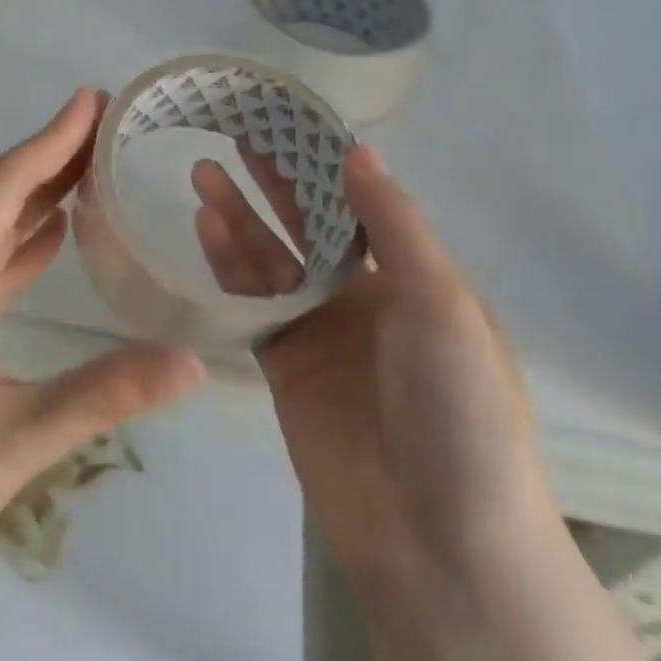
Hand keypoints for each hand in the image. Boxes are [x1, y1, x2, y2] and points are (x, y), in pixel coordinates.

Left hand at [0, 89, 206, 604]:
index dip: (48, 141)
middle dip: (47, 158)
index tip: (90, 101)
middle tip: (101, 126)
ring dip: (33, 199)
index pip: (1, 190)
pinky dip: (18, 248)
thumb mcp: (17, 439)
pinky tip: (50, 241)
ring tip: (86, 171)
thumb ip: (106, 393)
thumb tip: (193, 360)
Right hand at [192, 144, 553, 586]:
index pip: (358, 202)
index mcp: (413, 276)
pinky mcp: (284, 364)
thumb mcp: (441, 304)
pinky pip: (252, 303)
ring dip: (239, 217)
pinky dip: (229, 267)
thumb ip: (395, 226)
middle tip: (232, 133)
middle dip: (272, 180)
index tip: (286, 120)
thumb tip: (358, 152)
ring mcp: (321, 330)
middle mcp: (365, 296)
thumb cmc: (457, 410)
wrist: (437, 540)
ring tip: (202, 173)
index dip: (322, 161)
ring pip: (271, 259)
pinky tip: (205, 230)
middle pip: (308, 224)